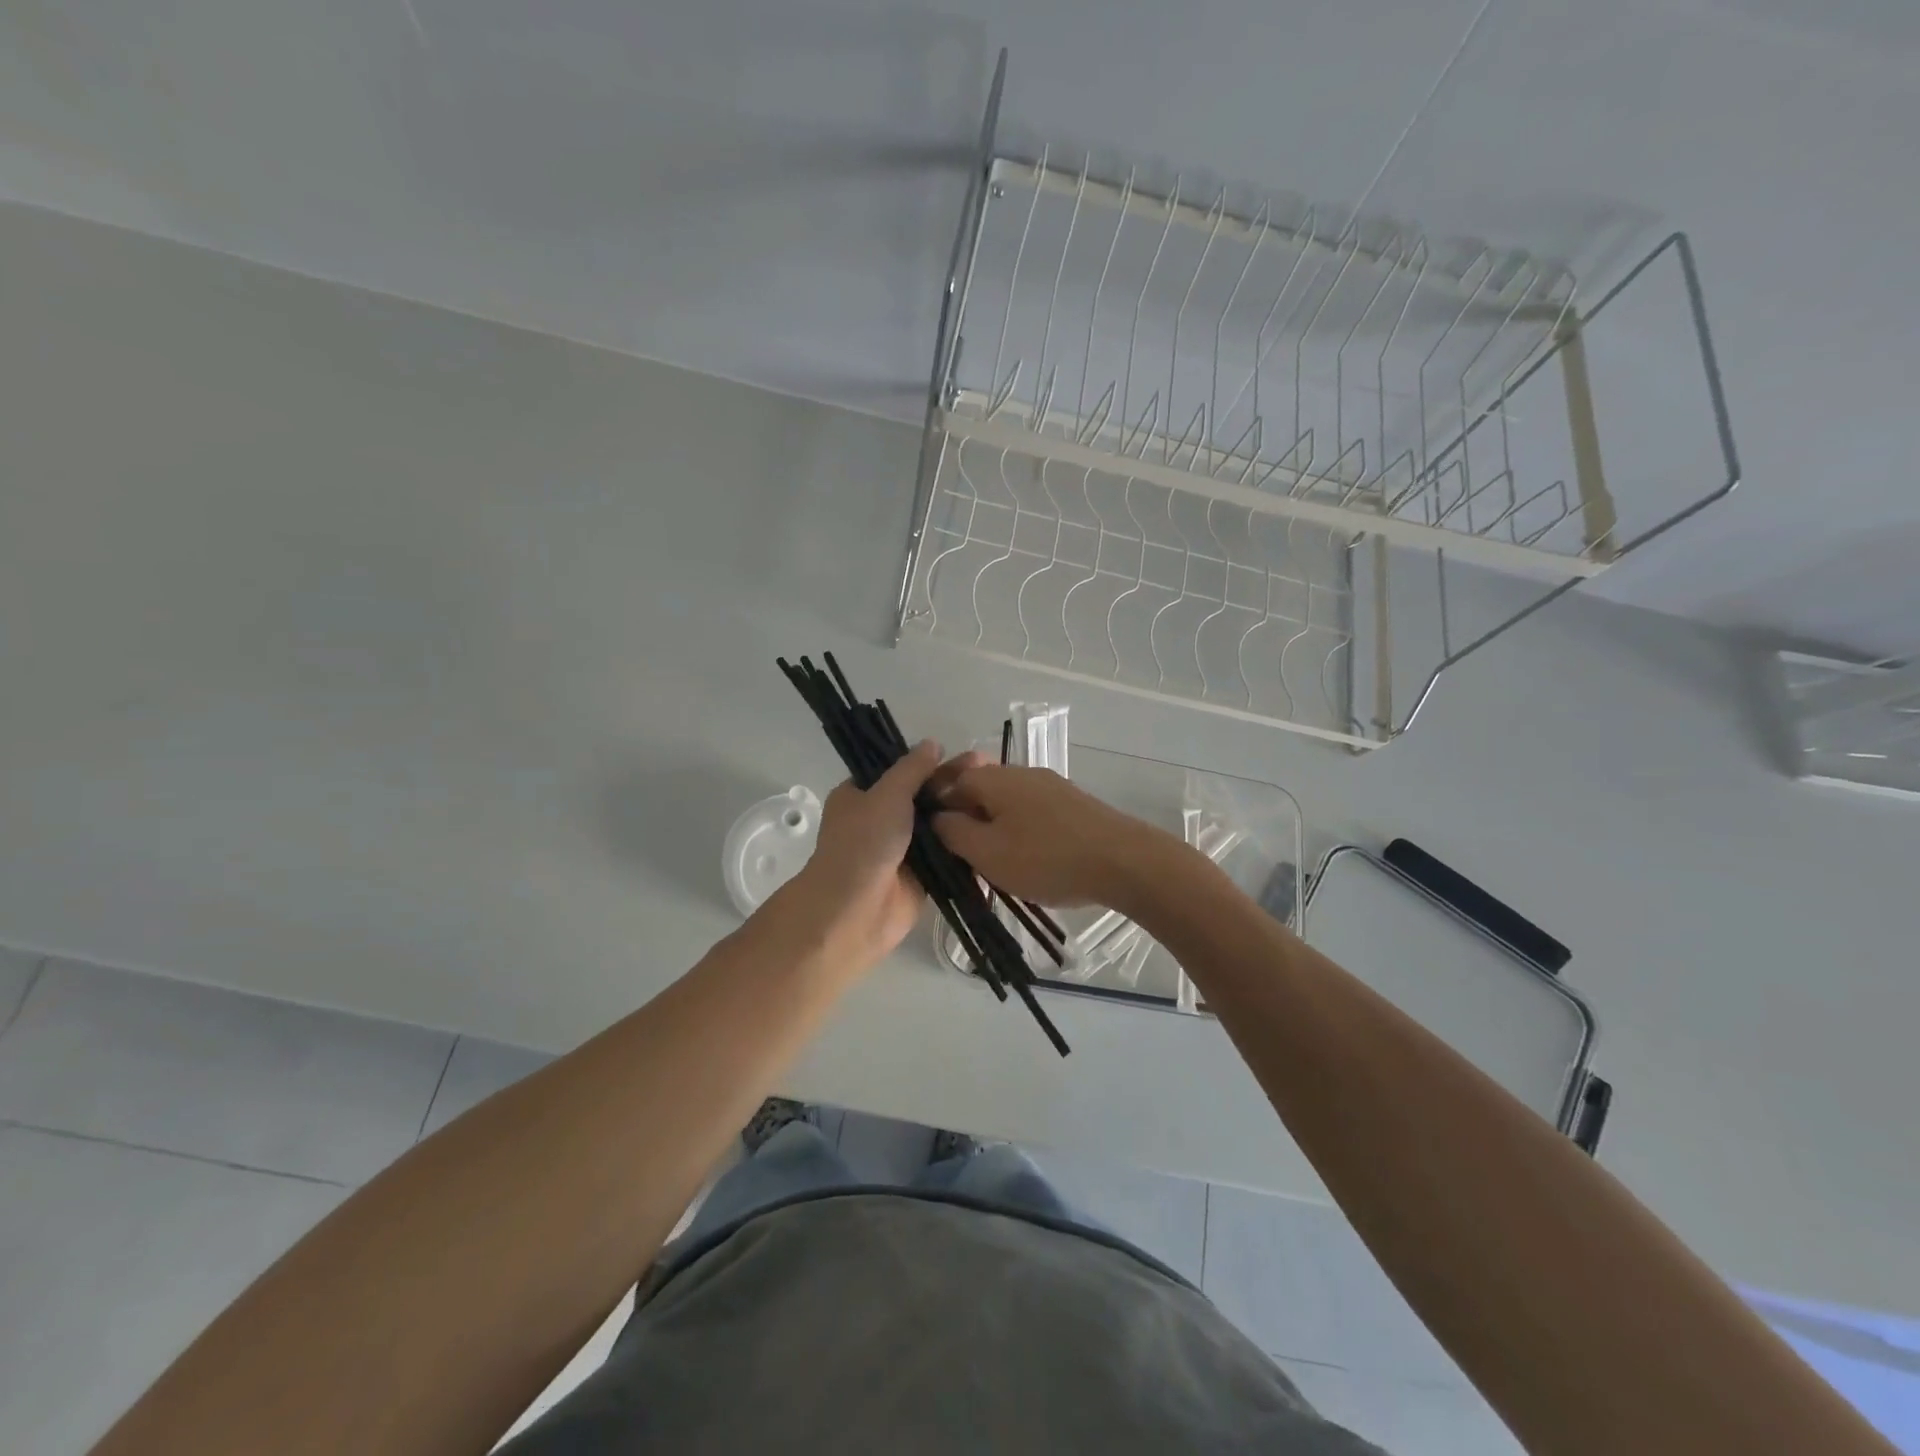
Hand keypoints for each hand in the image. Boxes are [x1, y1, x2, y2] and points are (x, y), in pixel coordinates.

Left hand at [776, 742, 983, 976]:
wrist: (854, 913)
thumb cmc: (863, 844)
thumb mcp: (886, 795)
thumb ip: (912, 769)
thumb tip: (933, 743)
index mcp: (861, 795)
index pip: (900, 770)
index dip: (932, 762)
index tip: (968, 754)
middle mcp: (880, 819)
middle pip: (923, 796)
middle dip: (954, 785)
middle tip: (992, 770)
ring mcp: (902, 849)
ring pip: (938, 825)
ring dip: (964, 813)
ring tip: (1002, 795)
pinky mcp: (922, 876)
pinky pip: (947, 854)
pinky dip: (967, 844)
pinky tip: (998, 828)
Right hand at [931, 764, 1175, 909]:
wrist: (1123, 861)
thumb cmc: (1046, 858)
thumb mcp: (987, 852)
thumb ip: (953, 832)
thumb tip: (935, 817)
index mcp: (994, 778)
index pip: (949, 781)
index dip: (936, 810)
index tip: (935, 843)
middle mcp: (1021, 772)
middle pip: (979, 790)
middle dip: (966, 821)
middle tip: (964, 859)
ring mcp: (1050, 786)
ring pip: (1006, 803)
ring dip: (993, 829)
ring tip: (994, 866)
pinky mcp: (1072, 804)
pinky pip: (1031, 812)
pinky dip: (1020, 832)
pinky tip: (1028, 860)